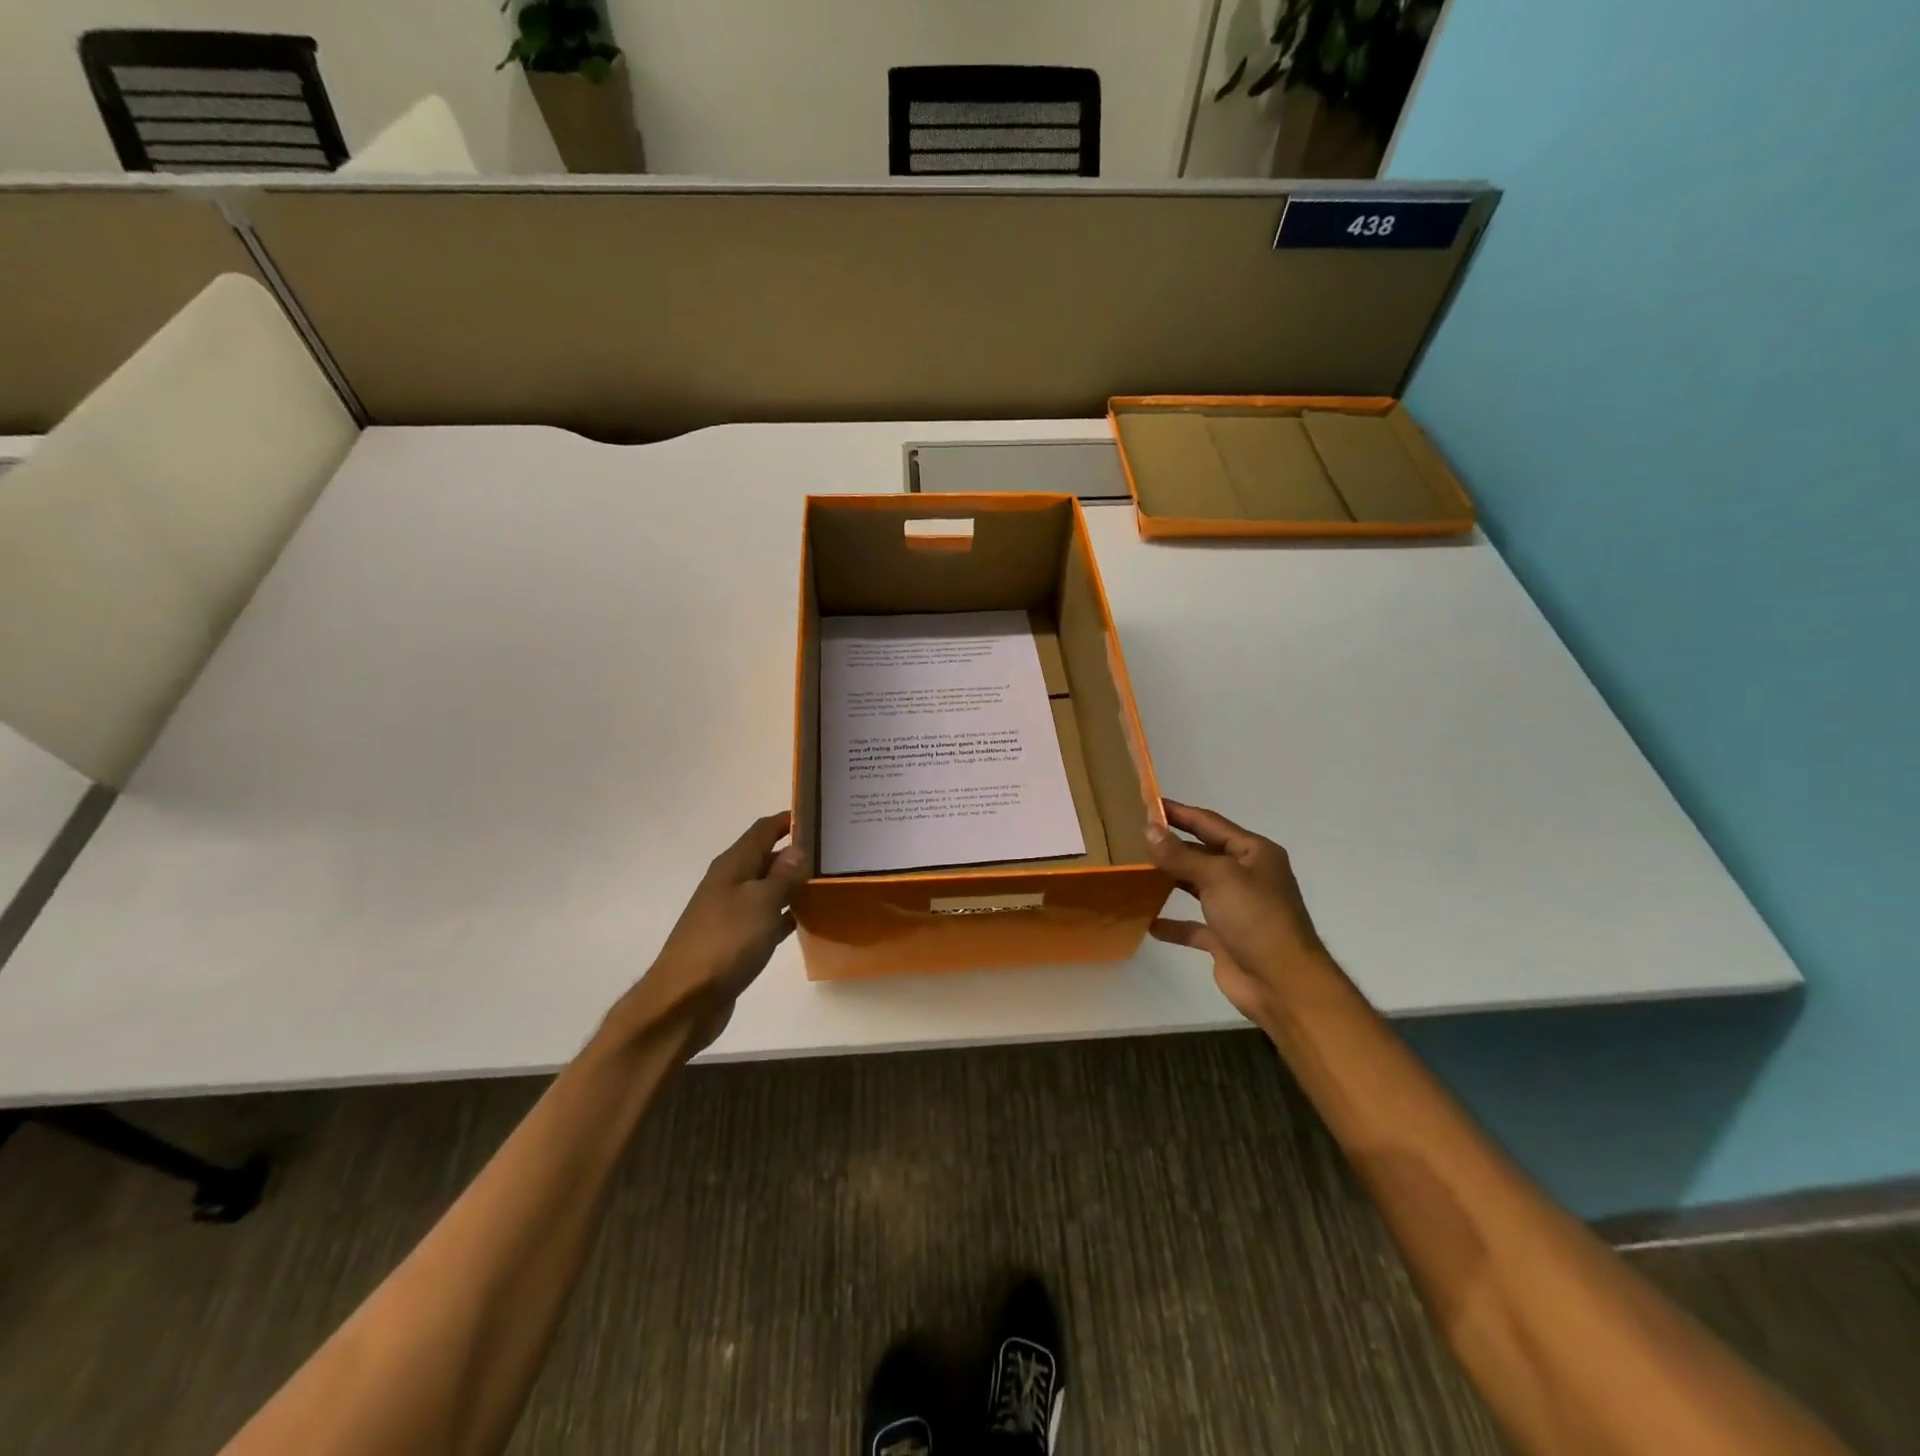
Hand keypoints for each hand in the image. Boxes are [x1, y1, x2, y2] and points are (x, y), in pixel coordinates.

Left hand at [615, 811, 808, 1054]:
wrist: (686, 1000)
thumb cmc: (726, 942)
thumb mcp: (761, 902)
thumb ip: (783, 874)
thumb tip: (797, 848)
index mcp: (733, 866)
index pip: (763, 829)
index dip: (788, 819)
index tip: (819, 814)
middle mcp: (729, 883)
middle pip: (765, 857)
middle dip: (795, 851)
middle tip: (834, 851)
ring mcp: (730, 913)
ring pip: (767, 888)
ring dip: (792, 883)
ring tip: (828, 880)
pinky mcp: (734, 941)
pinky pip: (766, 917)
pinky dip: (784, 914)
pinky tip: (806, 918)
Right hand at [1144, 800, 1326, 1029]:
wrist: (1282, 984)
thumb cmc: (1255, 918)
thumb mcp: (1218, 877)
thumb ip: (1180, 854)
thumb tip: (1149, 829)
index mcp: (1254, 853)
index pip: (1210, 823)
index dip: (1179, 813)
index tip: (1147, 803)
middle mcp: (1246, 876)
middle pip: (1202, 853)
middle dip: (1171, 846)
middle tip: (1132, 836)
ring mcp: (1236, 908)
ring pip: (1196, 886)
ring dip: (1170, 880)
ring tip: (1134, 871)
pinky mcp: (1225, 938)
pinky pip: (1193, 925)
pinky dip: (1173, 923)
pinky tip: (1147, 921)